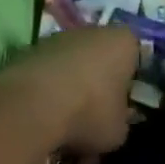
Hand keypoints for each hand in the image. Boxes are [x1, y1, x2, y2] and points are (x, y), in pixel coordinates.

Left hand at [0, 26, 139, 158]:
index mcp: (124, 42)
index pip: (136, 57)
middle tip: (95, 119)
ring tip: (66, 125)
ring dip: (71, 91)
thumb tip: (114, 122)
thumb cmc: (89, 113)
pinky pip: (47, 75)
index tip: (124, 109)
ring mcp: (57, 39)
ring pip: (72, 67)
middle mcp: (92, 31)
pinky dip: (47, 93)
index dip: (131, 85)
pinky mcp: (28, 51)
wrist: (30, 107)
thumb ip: (121, 122)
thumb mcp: (118, 131)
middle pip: (101, 60)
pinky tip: (43, 119)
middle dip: (99, 87)